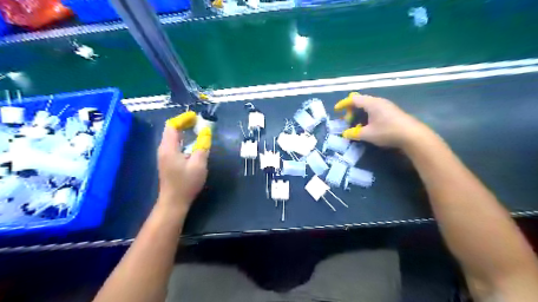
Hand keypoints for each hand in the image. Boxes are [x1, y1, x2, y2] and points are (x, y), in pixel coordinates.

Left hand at [158, 125, 207, 211]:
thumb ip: (202, 146)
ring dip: (183, 131)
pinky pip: (174, 145)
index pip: (172, 126)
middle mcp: (163, 149)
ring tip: (196, 129)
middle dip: (184, 123)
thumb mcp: (198, 164)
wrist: (174, 201)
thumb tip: (206, 132)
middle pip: (171, 130)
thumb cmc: (186, 183)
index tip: (195, 117)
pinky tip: (191, 143)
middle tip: (198, 122)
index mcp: (169, 148)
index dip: (183, 119)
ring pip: (172, 137)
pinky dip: (182, 139)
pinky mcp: (167, 161)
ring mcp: (164, 156)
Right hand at [340, 93, 431, 148]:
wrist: (412, 135)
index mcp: (371, 103)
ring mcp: (386, 106)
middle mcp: (378, 101)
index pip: (353, 99)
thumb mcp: (367, 134)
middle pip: (361, 101)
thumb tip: (345, 134)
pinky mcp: (392, 111)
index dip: (344, 104)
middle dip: (351, 110)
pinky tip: (369, 125)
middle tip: (348, 120)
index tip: (337, 110)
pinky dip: (367, 115)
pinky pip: (375, 109)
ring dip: (360, 113)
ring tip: (357, 123)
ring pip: (368, 106)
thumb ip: (354, 133)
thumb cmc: (387, 132)